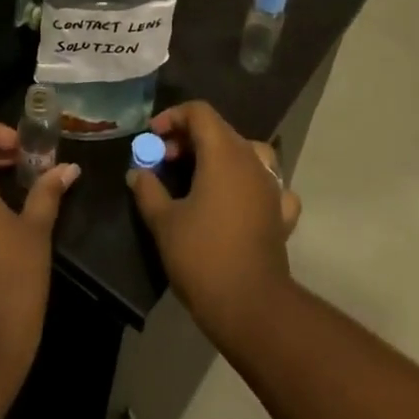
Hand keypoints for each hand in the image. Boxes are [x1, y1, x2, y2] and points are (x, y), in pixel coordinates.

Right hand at [127, 101, 301, 346]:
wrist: (251, 306)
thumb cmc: (203, 256)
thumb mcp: (164, 222)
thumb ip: (148, 190)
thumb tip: (138, 172)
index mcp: (224, 152)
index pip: (199, 112)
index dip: (173, 117)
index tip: (152, 137)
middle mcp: (251, 159)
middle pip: (221, 130)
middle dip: (190, 138)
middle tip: (165, 161)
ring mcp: (271, 185)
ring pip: (246, 152)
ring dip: (220, 156)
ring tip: (198, 177)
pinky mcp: (281, 213)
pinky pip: (268, 184)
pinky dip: (251, 184)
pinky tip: (239, 200)